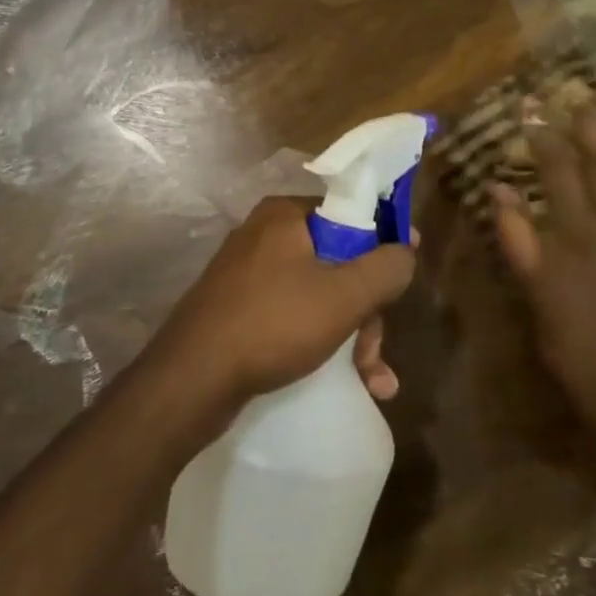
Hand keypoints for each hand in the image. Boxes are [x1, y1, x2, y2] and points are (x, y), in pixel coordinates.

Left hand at [151, 197, 415, 407]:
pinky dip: (322, 342)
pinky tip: (350, 381)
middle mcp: (266, 236)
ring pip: (320, 294)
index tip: (405, 273)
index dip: (385, 241)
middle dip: (366, 309)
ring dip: (352, 335)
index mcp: (286, 215)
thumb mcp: (344, 295)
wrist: (189, 383)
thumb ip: (387, 267)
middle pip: (339, 261)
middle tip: (375, 350)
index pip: (352, 212)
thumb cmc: (273, 324)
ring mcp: (249, 275)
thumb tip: (406, 251)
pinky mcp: (240, 311)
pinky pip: (295, 316)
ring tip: (372, 380)